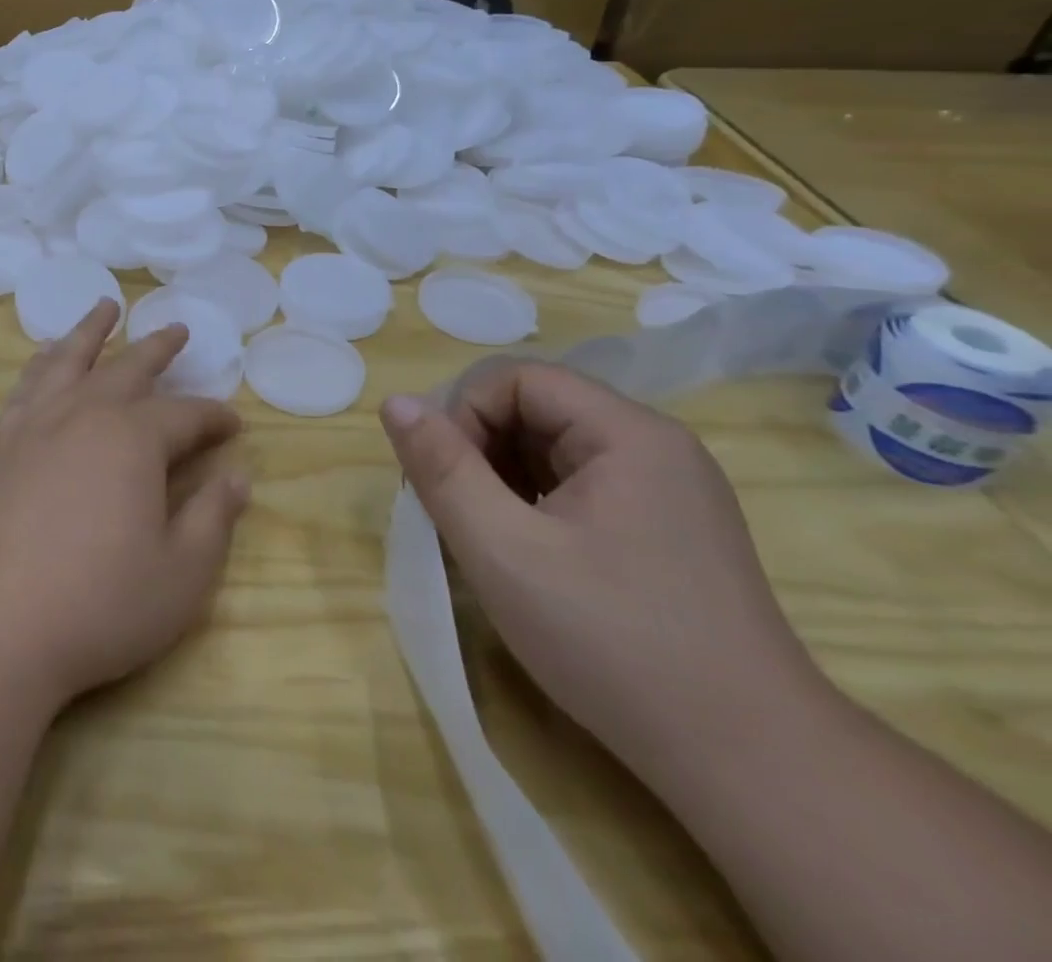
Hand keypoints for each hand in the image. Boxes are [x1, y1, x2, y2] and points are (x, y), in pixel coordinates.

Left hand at [0, 299, 249, 713]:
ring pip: (69, 360)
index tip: (233, 424)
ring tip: (105, 307)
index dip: (214, 417)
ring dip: (91, 331)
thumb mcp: (180, 575)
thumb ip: (213, 520)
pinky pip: (27, 386)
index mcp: (134, 439)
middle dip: (158, 348)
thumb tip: (239, 477)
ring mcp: (34, 426)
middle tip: (176, 330)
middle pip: (128, 368)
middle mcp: (84, 415)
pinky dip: (43, 363)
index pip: (186, 415)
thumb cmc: (97, 605)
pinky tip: (44, 358)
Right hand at [380, 361, 824, 780]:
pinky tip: (529, 558)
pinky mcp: (670, 531)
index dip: (464, 416)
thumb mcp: (502, 549)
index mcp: (627, 434)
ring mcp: (669, 491)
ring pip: (555, 451)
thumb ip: (442, 468)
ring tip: (488, 540)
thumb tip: (395, 403)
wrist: (749, 765)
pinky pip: (582, 488)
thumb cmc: (612, 641)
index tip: (443, 481)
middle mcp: (655, 447)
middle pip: (537, 410)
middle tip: (456, 514)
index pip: (517, 379)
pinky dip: (537, 506)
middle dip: (480, 451)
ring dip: (504, 481)